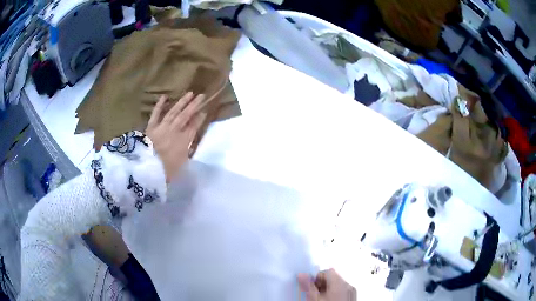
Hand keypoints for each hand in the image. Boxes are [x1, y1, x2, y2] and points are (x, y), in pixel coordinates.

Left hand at [146, 92, 205, 182]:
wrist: (147, 167)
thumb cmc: (166, 170)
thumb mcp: (182, 166)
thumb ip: (187, 154)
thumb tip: (191, 147)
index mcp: (184, 141)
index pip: (193, 127)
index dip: (199, 119)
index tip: (205, 111)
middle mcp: (175, 130)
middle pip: (186, 116)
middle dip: (194, 105)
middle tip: (201, 96)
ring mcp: (162, 127)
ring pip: (174, 111)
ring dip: (182, 102)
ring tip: (189, 93)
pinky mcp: (151, 126)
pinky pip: (156, 114)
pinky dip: (159, 105)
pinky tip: (164, 96)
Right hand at [298, 269, 355, 300]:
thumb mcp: (314, 298)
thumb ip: (308, 285)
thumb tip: (301, 275)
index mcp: (339, 282)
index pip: (326, 272)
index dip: (315, 278)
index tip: (309, 285)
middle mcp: (347, 285)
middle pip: (332, 278)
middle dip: (321, 284)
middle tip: (312, 294)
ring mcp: (351, 292)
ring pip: (336, 286)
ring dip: (327, 290)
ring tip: (319, 299)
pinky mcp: (351, 297)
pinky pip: (342, 291)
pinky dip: (334, 295)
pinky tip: (328, 300)